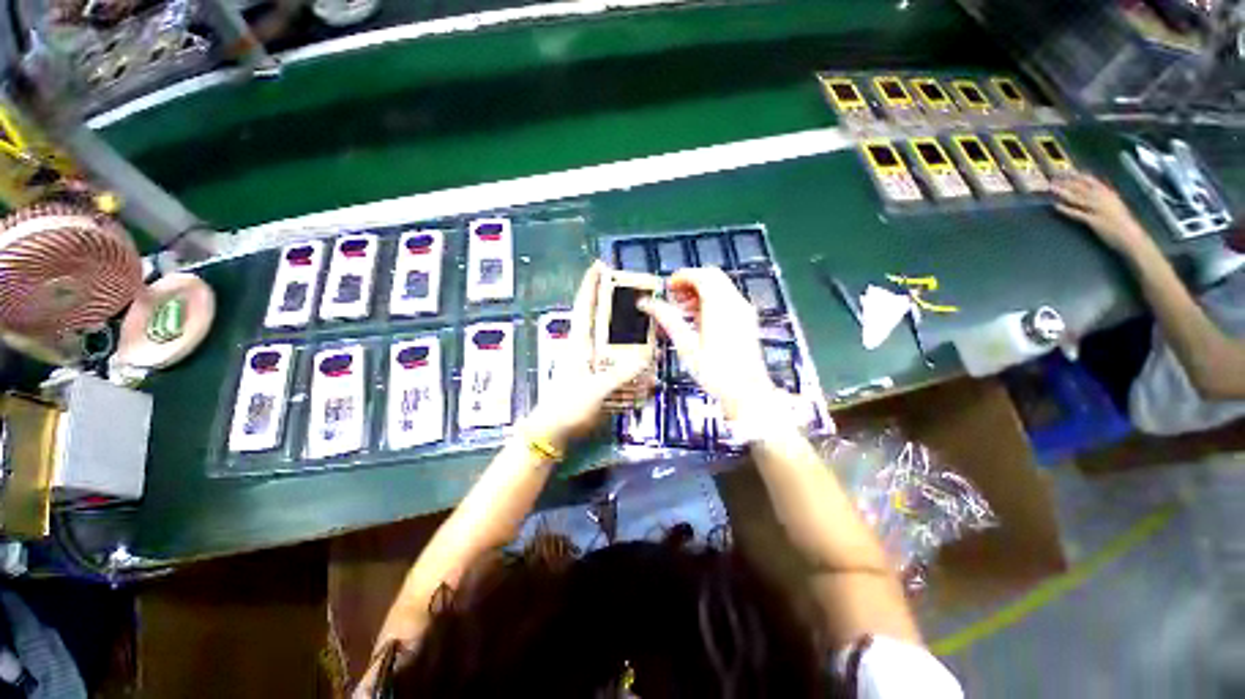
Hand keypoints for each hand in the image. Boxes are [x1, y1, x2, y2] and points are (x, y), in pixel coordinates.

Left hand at [525, 262, 651, 449]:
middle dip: (619, 306)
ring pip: (615, 341)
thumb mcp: (594, 391)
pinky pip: (621, 365)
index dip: (590, 285)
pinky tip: (647, 372)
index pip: (584, 307)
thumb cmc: (567, 409)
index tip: (600, 265)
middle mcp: (587, 349)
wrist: (553, 434)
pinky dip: (634, 366)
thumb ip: (620, 375)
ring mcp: (594, 364)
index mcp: (579, 344)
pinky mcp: (600, 379)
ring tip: (651, 335)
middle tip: (640, 298)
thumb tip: (647, 359)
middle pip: (604, 320)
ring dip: (631, 337)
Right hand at [638, 267, 777, 420]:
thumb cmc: (715, 372)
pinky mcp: (747, 321)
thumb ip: (667, 319)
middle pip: (713, 278)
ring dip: (700, 291)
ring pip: (721, 288)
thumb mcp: (686, 346)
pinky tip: (697, 319)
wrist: (747, 392)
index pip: (702, 275)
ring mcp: (744, 311)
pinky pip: (727, 300)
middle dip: (691, 282)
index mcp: (720, 306)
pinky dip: (711, 301)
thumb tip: (647, 303)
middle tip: (673, 297)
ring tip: (682, 309)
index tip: (667, 287)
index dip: (682, 277)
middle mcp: (736, 303)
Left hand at [1052, 173, 1154, 254]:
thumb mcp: (1115, 204)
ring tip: (1051, 188)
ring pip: (1078, 197)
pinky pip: (1077, 213)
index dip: (1077, 175)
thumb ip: (1105, 196)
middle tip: (1052, 178)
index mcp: (1109, 194)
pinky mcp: (1094, 221)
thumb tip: (1096, 188)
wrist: (1131, 237)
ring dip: (1064, 192)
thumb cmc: (1123, 223)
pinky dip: (1066, 209)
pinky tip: (1056, 206)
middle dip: (1067, 182)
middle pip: (1082, 187)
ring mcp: (1098, 209)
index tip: (1065, 171)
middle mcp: (1103, 199)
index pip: (1091, 181)